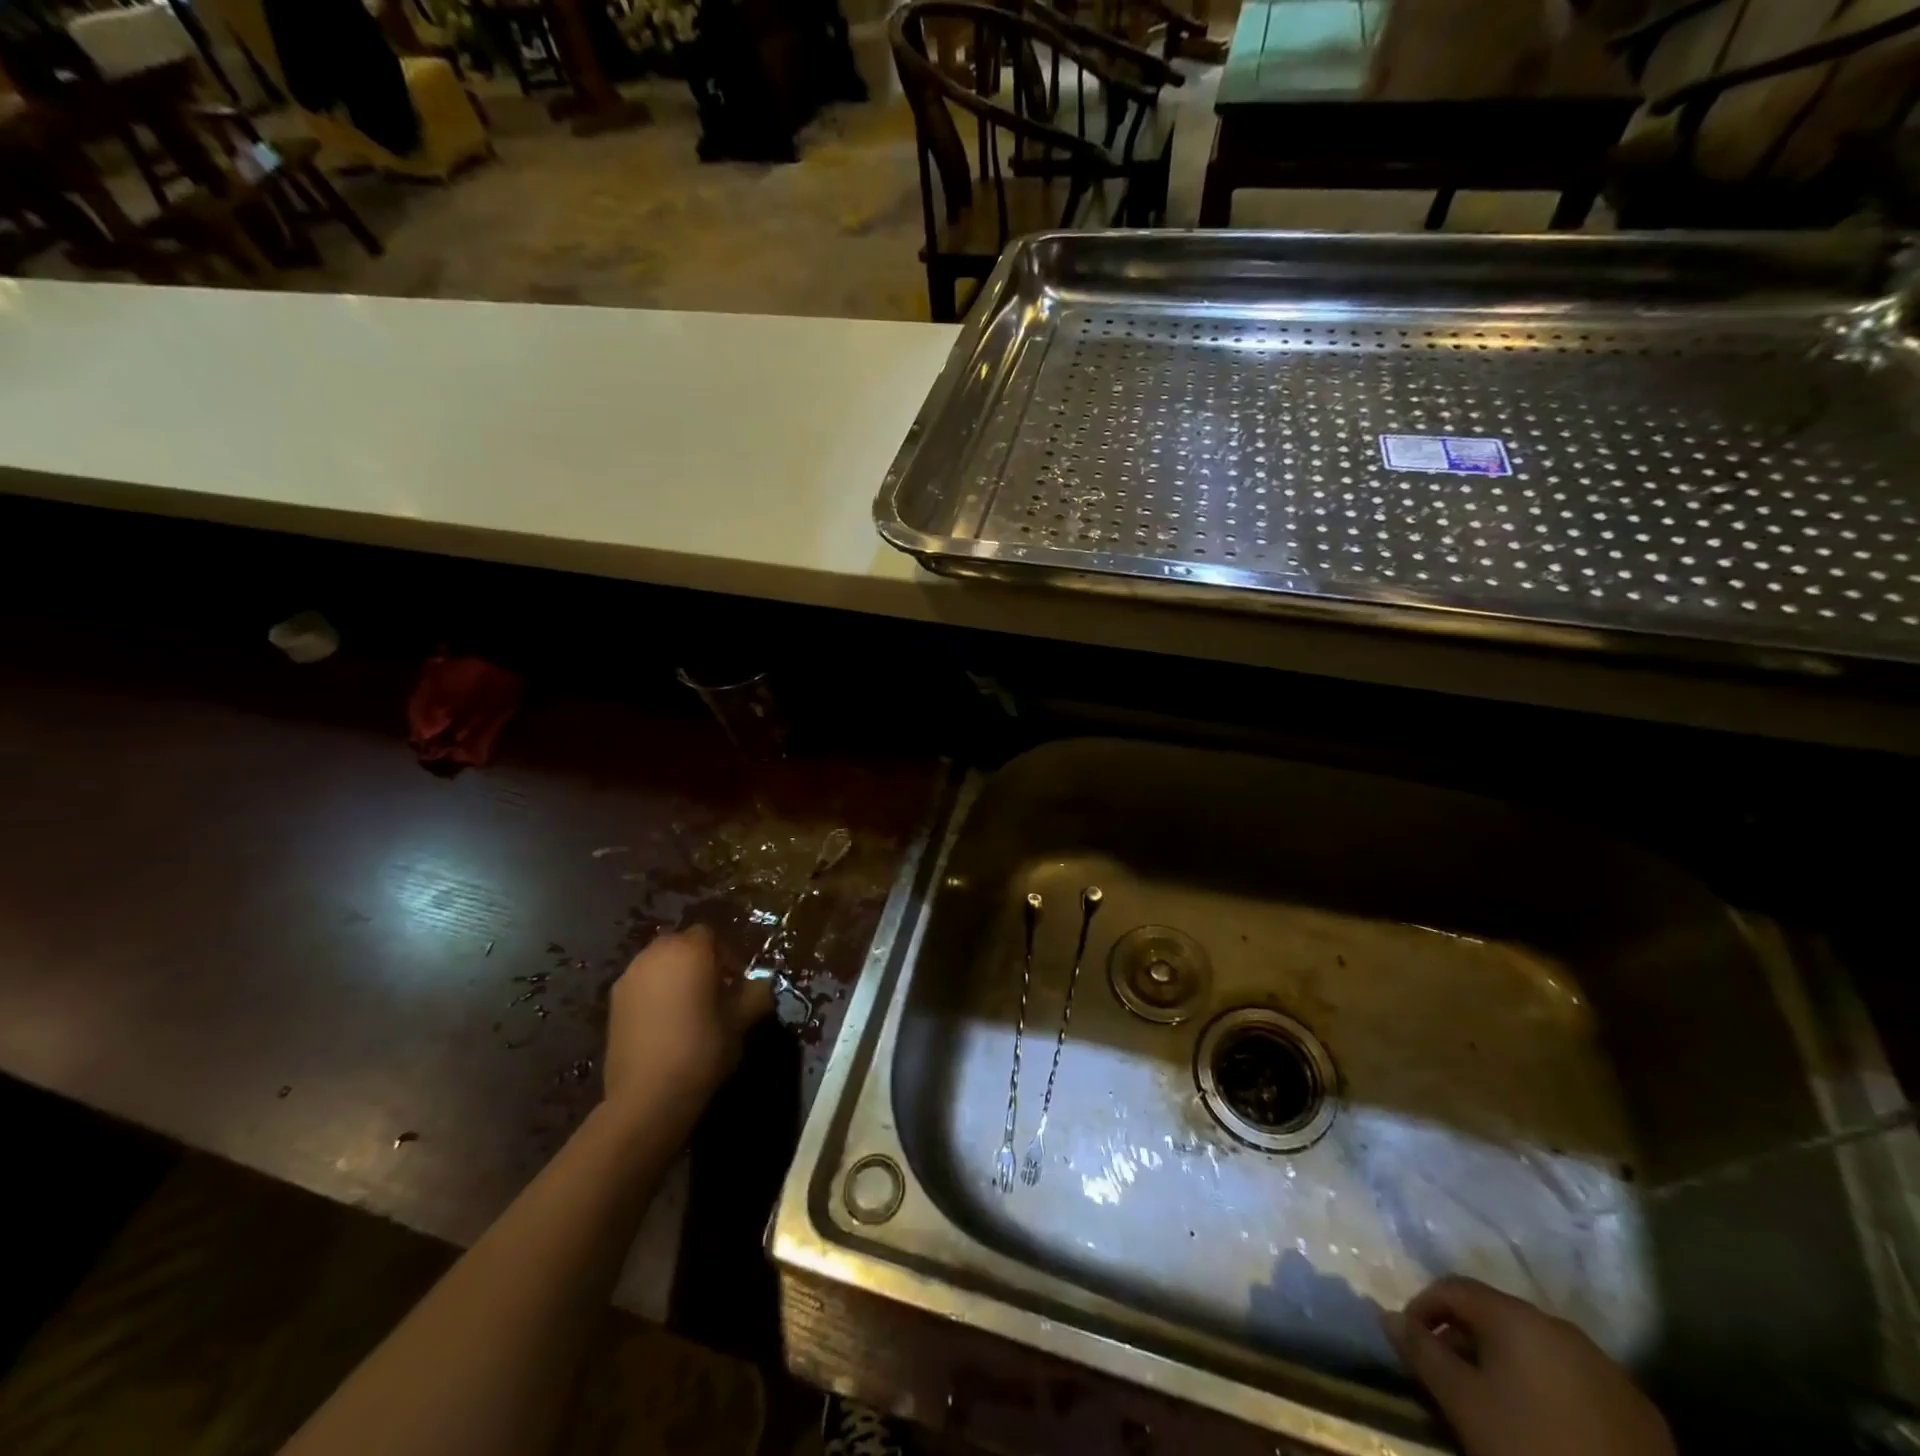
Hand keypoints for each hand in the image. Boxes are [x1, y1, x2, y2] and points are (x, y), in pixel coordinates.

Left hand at [603, 925, 772, 1109]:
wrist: (647, 1096)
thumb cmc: (702, 1048)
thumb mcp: (742, 1021)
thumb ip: (756, 993)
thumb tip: (761, 983)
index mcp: (689, 950)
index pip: (710, 934)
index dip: (726, 953)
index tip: (736, 980)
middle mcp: (655, 954)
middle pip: (682, 945)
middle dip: (699, 961)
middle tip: (715, 991)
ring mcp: (629, 978)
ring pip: (659, 964)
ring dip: (675, 977)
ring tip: (689, 1009)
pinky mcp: (612, 1004)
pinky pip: (642, 986)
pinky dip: (655, 995)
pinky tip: (666, 1024)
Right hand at [1383, 1276, 1675, 1455]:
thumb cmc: (1530, 1448)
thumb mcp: (1463, 1403)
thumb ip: (1421, 1352)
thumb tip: (1387, 1315)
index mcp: (1517, 1316)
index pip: (1453, 1287)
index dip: (1423, 1308)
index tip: (1412, 1344)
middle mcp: (1562, 1326)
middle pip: (1497, 1315)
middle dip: (1466, 1339)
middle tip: (1450, 1378)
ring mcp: (1609, 1369)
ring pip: (1540, 1348)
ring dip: (1509, 1364)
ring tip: (1497, 1404)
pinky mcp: (1642, 1413)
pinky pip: (1579, 1382)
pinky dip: (1552, 1390)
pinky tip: (1549, 1428)